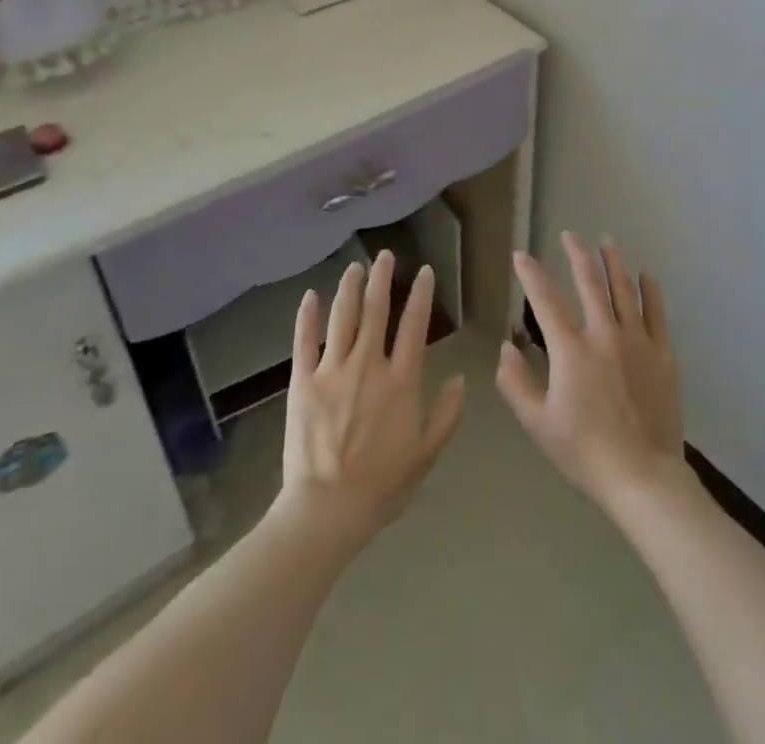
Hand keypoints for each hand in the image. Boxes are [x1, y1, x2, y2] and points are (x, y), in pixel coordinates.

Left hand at [277, 250, 466, 551]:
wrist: (328, 508)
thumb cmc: (382, 485)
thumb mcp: (426, 454)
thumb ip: (447, 414)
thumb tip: (461, 378)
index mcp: (401, 380)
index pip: (414, 326)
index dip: (421, 295)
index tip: (424, 271)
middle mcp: (369, 364)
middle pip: (376, 311)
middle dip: (382, 279)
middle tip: (385, 256)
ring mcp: (333, 369)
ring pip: (342, 317)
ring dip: (349, 288)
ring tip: (355, 267)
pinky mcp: (303, 380)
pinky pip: (305, 341)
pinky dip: (307, 316)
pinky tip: (310, 295)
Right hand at [496, 234, 686, 513]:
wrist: (644, 479)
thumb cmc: (584, 453)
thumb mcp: (537, 424)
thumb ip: (515, 383)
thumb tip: (506, 348)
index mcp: (570, 350)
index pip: (545, 300)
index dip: (530, 274)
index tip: (521, 255)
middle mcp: (604, 335)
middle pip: (589, 282)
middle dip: (577, 254)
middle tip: (569, 235)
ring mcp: (637, 342)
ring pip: (624, 290)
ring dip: (614, 262)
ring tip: (607, 241)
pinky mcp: (663, 356)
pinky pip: (656, 314)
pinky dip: (650, 291)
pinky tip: (646, 275)